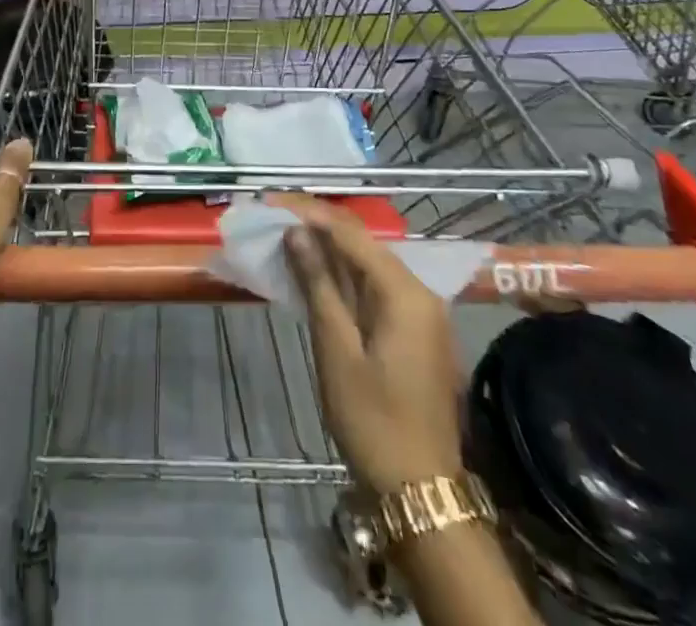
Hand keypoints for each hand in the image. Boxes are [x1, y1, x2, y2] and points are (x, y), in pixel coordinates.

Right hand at [275, 195, 464, 493]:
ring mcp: (422, 313)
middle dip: (319, 226)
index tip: (273, 202)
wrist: (420, 493)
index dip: (310, 214)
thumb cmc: (374, 421)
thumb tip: (296, 233)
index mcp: (405, 292)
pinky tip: (317, 273)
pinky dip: (345, 276)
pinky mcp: (415, 332)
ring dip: (330, 249)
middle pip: (364, 244)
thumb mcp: (337, 350)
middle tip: (275, 216)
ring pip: (369, 264)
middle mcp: (420, 292)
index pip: (352, 234)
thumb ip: (318, 285)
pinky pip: (376, 288)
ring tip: (288, 236)